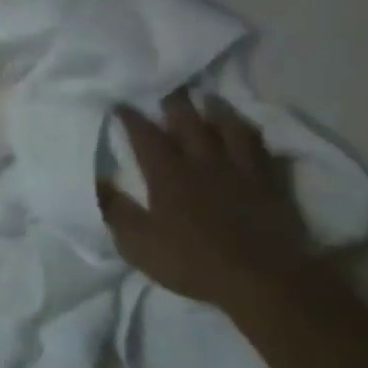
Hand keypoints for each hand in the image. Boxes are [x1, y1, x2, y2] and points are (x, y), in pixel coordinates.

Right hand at [98, 90, 318, 309]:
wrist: (263, 281)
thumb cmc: (191, 261)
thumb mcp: (137, 242)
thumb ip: (115, 209)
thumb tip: (95, 180)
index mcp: (168, 175)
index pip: (146, 136)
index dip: (132, 118)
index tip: (121, 103)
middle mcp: (204, 164)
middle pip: (190, 124)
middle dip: (176, 103)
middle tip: (169, 86)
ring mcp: (242, 173)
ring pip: (231, 131)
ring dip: (219, 112)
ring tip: (211, 99)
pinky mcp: (272, 187)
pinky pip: (266, 154)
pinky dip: (257, 140)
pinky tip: (253, 136)